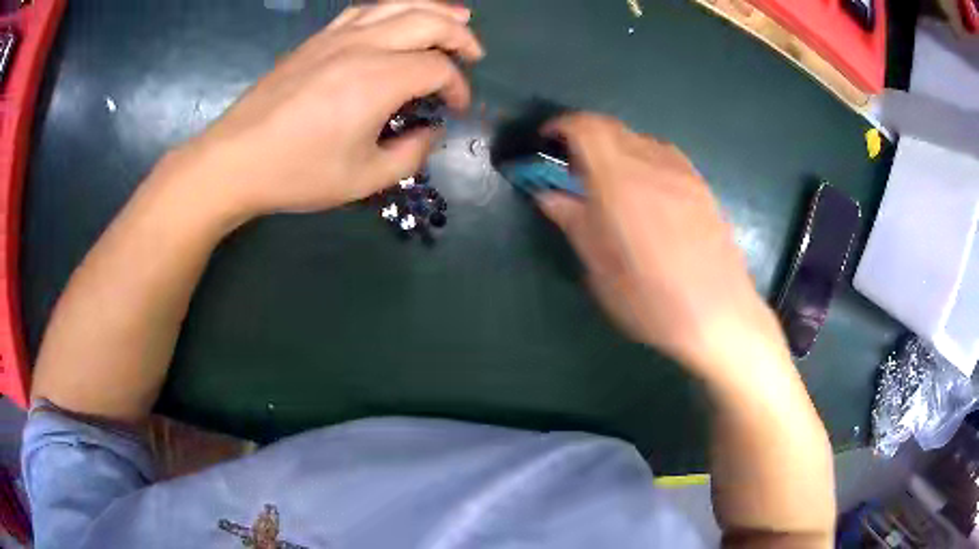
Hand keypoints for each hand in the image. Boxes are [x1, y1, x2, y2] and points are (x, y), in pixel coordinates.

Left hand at [167, 1, 482, 223]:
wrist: (235, 159)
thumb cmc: (297, 173)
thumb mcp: (363, 180)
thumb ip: (410, 154)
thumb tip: (430, 131)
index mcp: (379, 80)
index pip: (438, 68)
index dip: (457, 87)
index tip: (456, 108)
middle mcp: (364, 46)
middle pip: (428, 21)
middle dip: (460, 35)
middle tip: (473, 54)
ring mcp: (337, 37)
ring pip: (398, 4)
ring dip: (434, 8)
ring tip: (456, 17)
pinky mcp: (316, 40)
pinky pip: (363, 10)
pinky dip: (392, 8)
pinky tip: (397, 18)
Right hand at [537, 114, 787, 379]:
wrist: (718, 313)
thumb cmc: (651, 299)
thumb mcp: (599, 268)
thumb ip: (573, 221)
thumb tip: (548, 195)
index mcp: (619, 180)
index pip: (585, 127)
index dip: (561, 126)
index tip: (547, 142)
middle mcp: (651, 162)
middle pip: (611, 127)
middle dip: (584, 137)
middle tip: (573, 169)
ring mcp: (681, 171)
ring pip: (638, 139)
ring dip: (614, 147)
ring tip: (609, 182)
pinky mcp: (700, 184)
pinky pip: (662, 154)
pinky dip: (641, 158)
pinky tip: (645, 191)